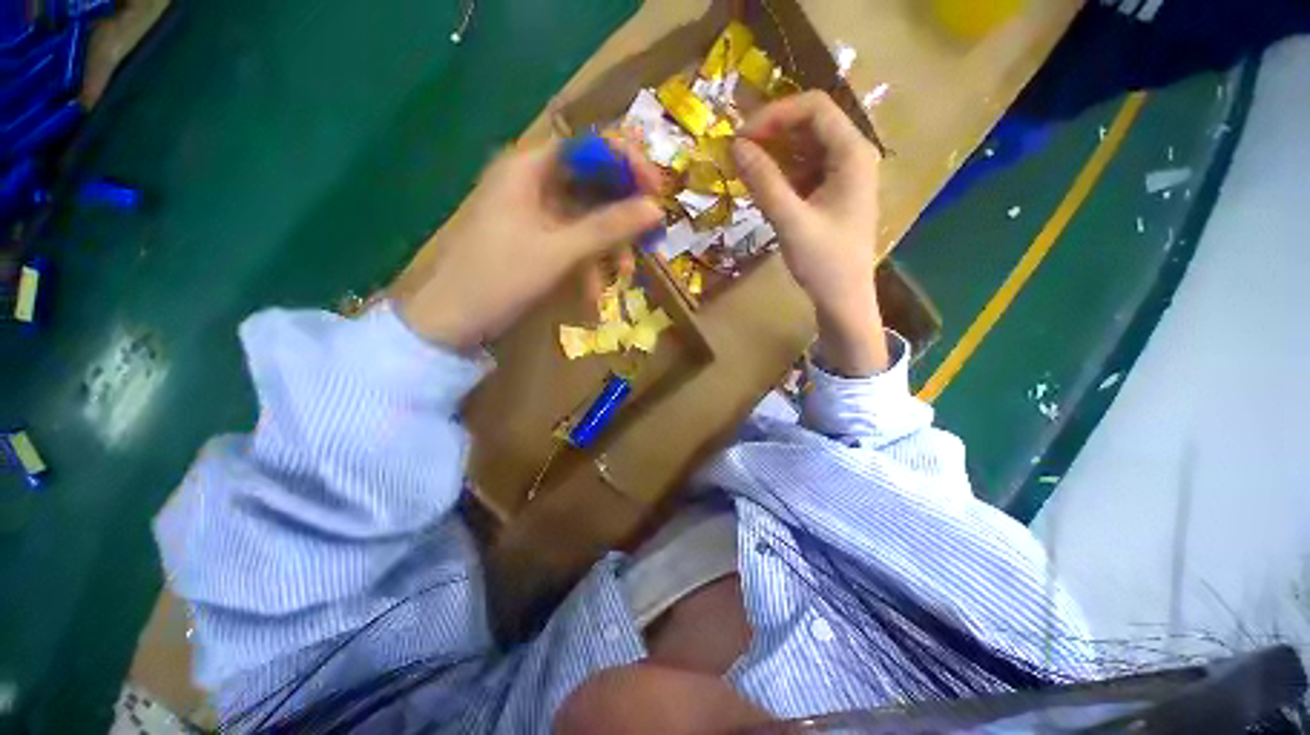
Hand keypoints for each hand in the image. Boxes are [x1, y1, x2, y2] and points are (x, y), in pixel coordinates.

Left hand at [396, 140, 662, 348]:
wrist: (453, 321)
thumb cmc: (500, 278)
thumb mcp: (559, 251)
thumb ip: (608, 227)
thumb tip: (656, 209)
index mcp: (528, 169)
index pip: (587, 148)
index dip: (625, 163)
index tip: (655, 188)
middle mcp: (531, 183)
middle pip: (590, 185)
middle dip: (620, 216)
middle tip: (649, 237)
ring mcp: (533, 213)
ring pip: (585, 218)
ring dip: (607, 247)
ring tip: (625, 275)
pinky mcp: (535, 240)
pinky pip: (572, 242)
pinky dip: (587, 263)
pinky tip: (594, 292)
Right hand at [733, 91, 888, 375]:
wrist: (844, 299)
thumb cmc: (824, 262)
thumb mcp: (791, 221)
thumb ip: (764, 182)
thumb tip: (735, 146)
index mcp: (853, 153)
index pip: (814, 108)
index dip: (774, 115)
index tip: (741, 137)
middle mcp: (853, 155)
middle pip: (811, 123)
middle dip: (772, 132)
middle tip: (738, 153)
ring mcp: (845, 174)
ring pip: (806, 146)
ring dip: (774, 153)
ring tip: (745, 170)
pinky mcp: (834, 192)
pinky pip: (805, 169)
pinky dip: (782, 172)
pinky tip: (763, 187)